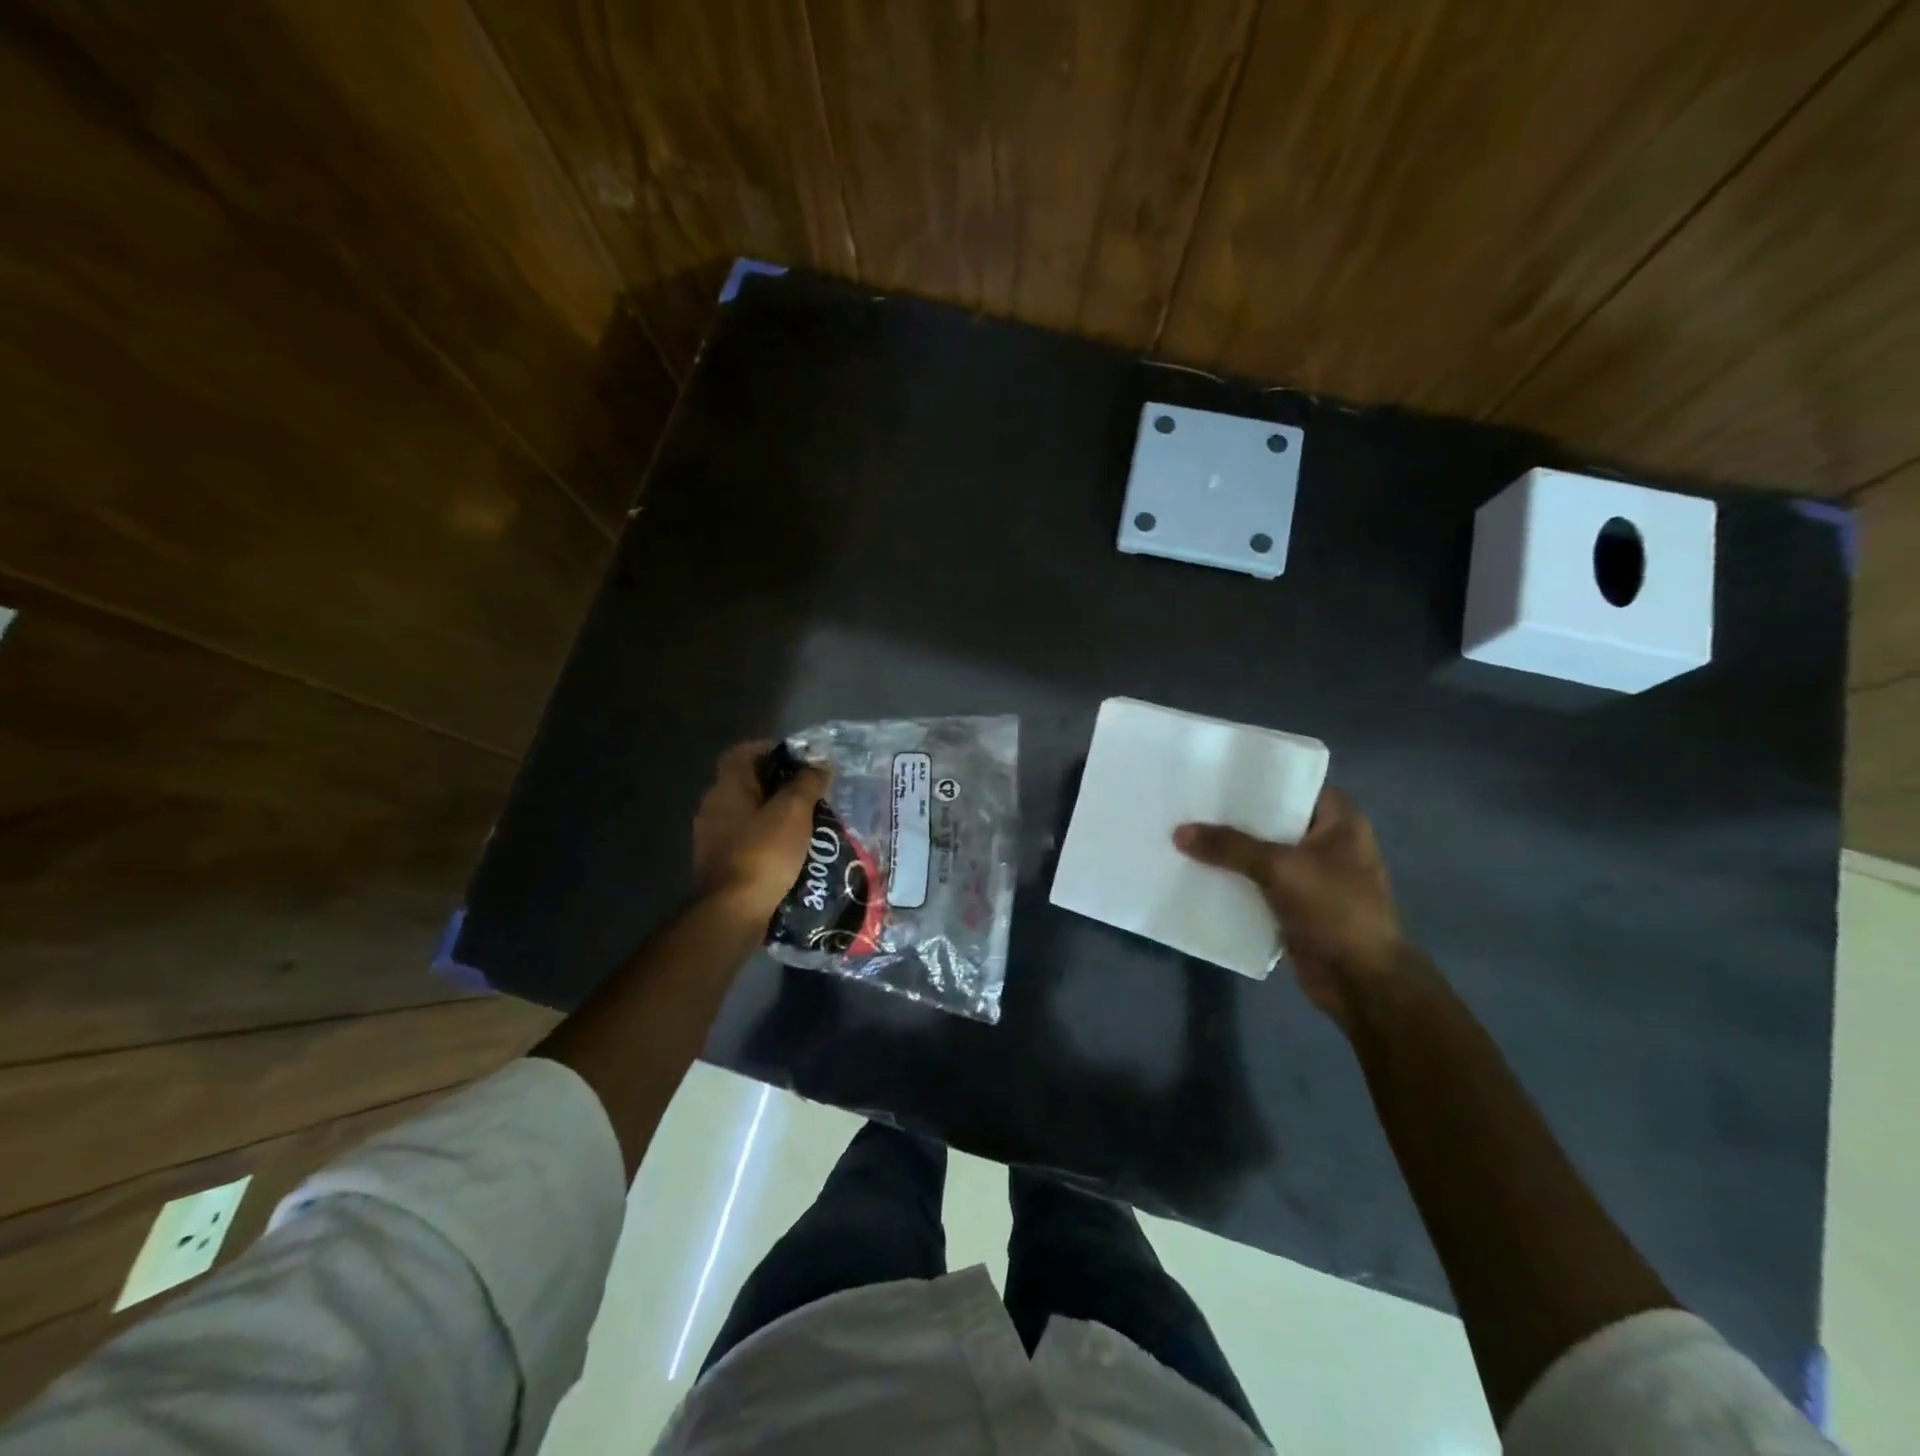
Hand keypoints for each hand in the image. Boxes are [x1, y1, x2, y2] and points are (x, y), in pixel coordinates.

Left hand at [692, 741, 829, 918]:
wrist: (732, 911)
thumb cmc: (763, 853)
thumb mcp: (793, 812)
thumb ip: (806, 783)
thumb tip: (817, 766)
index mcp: (727, 786)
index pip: (744, 752)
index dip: (772, 750)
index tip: (801, 760)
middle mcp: (713, 806)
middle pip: (747, 782)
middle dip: (780, 784)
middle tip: (811, 792)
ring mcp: (712, 837)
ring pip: (748, 813)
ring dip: (775, 813)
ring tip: (807, 823)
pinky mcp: (718, 863)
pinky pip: (746, 839)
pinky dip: (767, 838)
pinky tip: (790, 851)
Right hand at [1173, 788, 1406, 1024]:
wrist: (1360, 982)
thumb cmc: (1335, 910)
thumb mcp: (1280, 868)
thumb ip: (1230, 847)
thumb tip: (1179, 832)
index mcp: (1340, 822)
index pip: (1297, 783)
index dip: (1261, 776)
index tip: (1220, 771)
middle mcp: (1327, 843)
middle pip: (1273, 819)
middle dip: (1235, 815)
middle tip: (1192, 800)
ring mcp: (1311, 876)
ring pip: (1262, 853)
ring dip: (1230, 850)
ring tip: (1186, 832)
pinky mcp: (1294, 905)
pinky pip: (1257, 883)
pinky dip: (1233, 879)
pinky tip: (1198, 871)